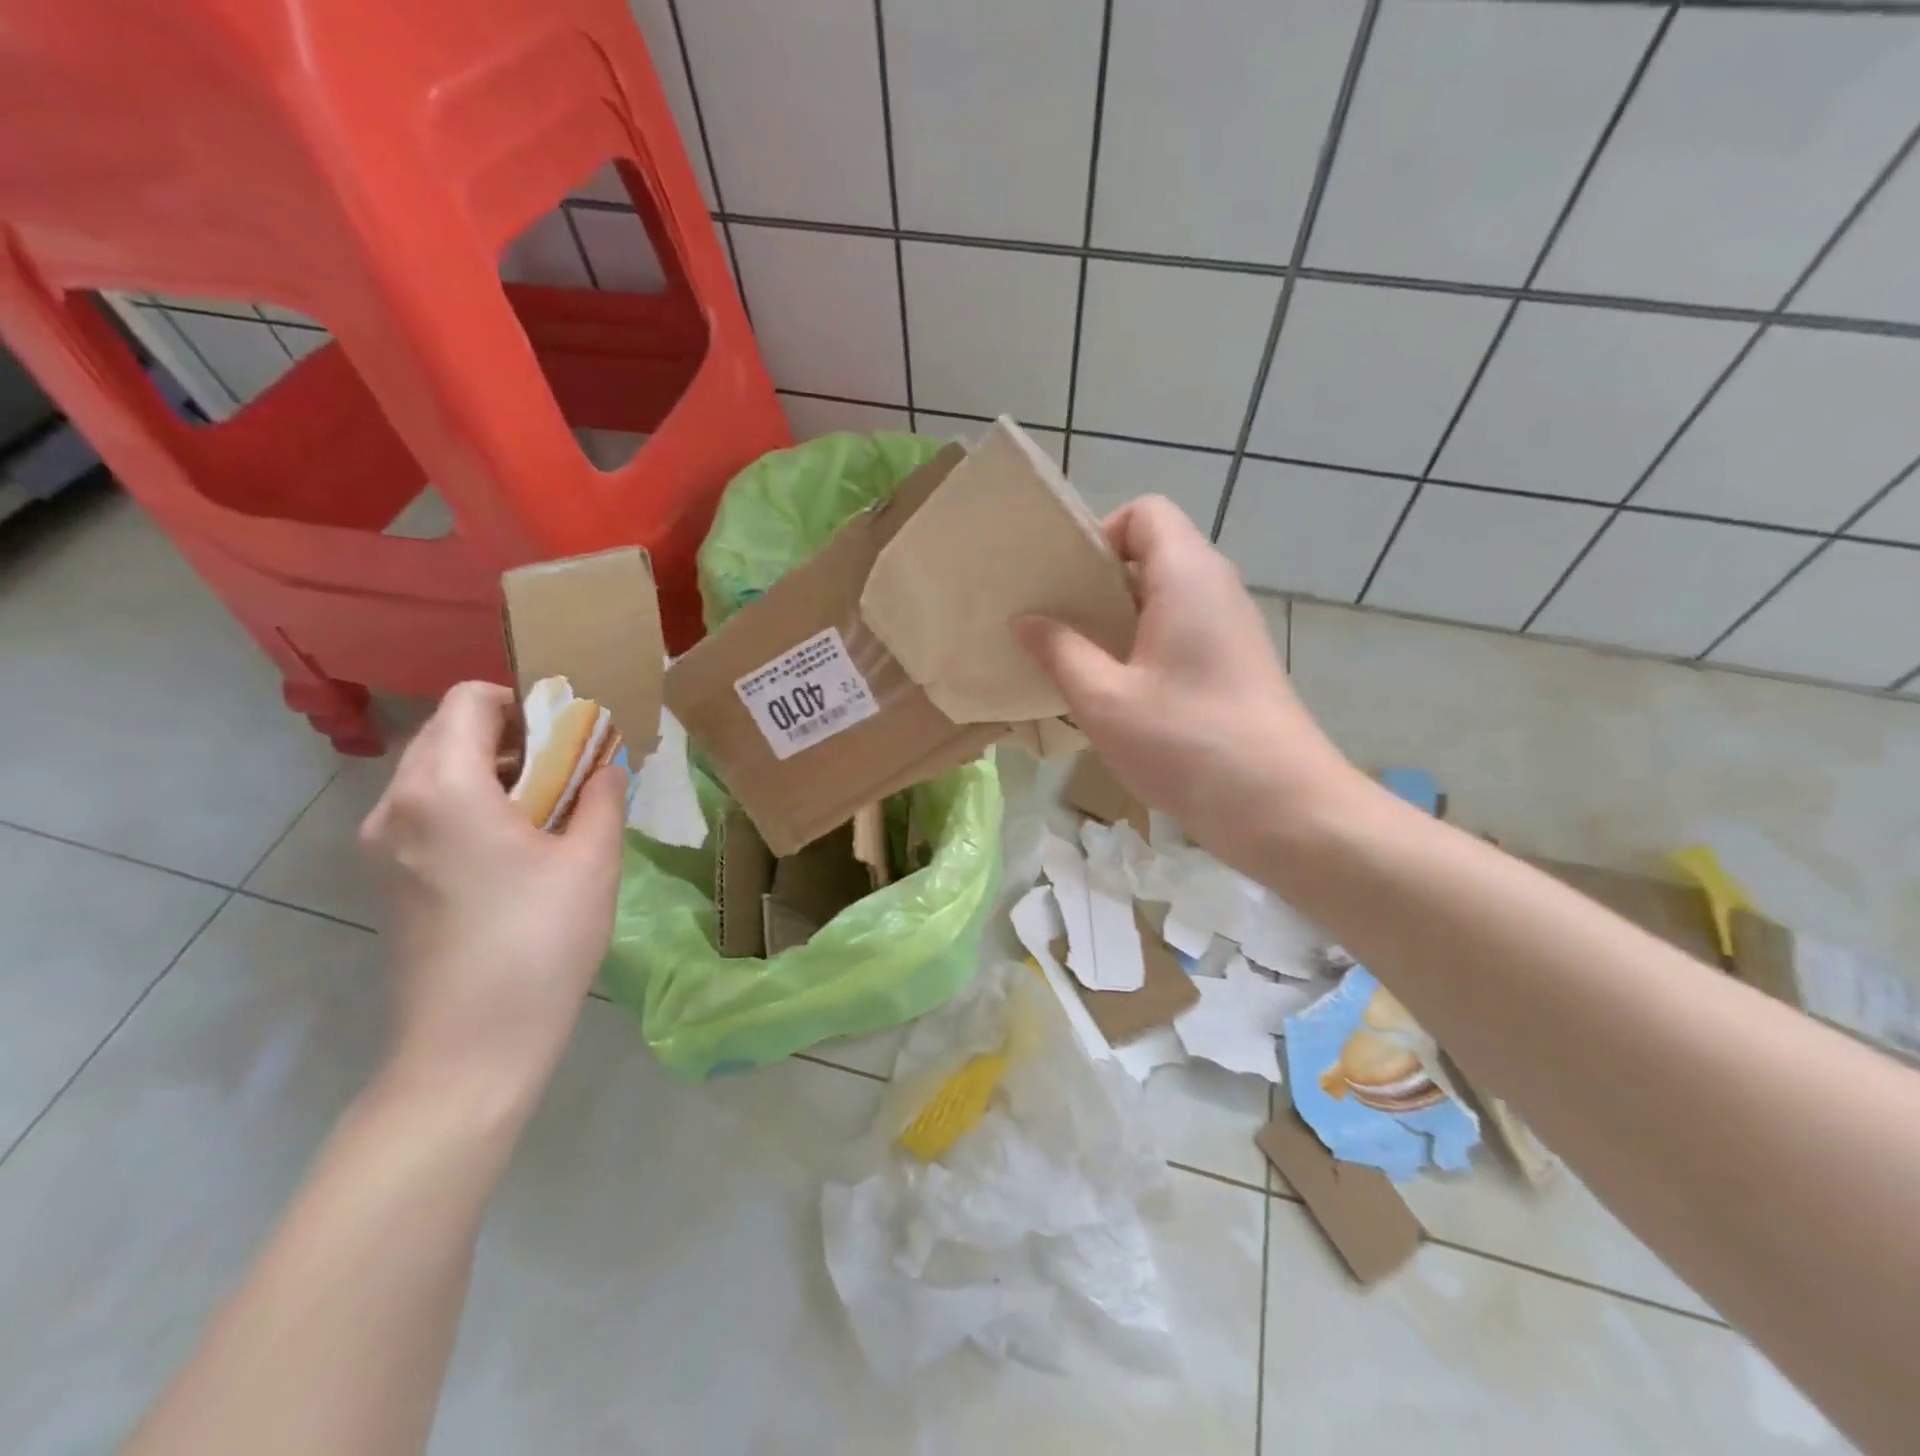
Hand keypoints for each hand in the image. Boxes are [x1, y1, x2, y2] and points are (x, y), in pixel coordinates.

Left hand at [358, 681, 626, 1112]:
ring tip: (549, 808)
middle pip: (448, 733)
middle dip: (513, 736)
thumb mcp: (592, 860)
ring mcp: (381, 845)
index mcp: (444, 788)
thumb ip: (602, 795)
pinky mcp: (385, 878)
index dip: (524, 701)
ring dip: (493, 771)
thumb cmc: (540, 942)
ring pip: (435, 773)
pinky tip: (515, 846)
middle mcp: (396, 805)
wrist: (471, 1046)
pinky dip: (471, 804)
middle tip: (570, 769)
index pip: (469, 701)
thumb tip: (606, 765)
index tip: (570, 733)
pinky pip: (427, 811)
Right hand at [1016, 496, 1367, 871]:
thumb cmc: (1186, 742)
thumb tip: (1025, 619)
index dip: (1099, 535)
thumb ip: (1059, 651)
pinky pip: (1181, 632)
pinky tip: (1118, 693)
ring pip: (1165, 597)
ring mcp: (1231, 628)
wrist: (1281, 806)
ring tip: (1078, 660)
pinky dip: (1144, 646)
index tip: (1066, 584)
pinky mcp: (1236, 664)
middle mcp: (1216, 588)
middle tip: (1056, 623)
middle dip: (1098, 582)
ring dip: (1118, 620)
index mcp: (1187, 576)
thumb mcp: (1104, 699)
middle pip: (1152, 553)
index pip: (1145, 513)